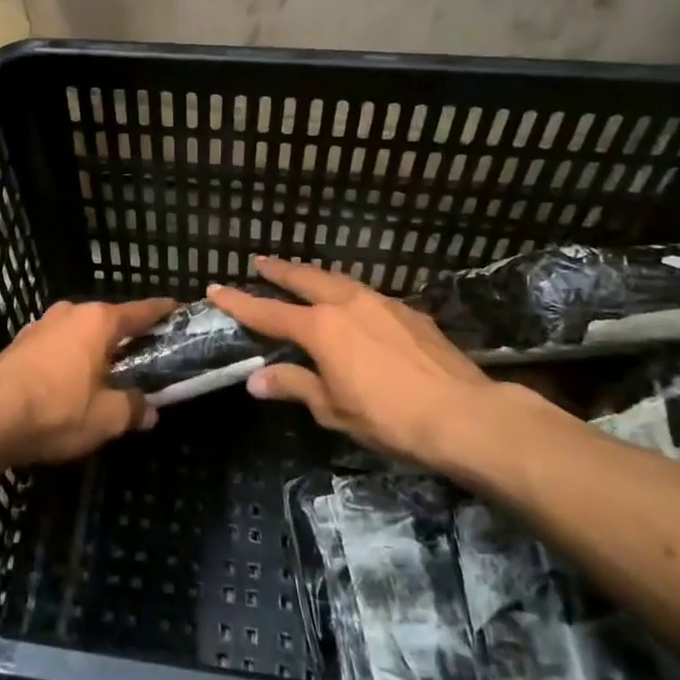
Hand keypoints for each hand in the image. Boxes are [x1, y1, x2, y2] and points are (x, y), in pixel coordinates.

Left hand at [0, 298, 175, 466]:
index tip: (179, 311)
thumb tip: (150, 411)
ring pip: (80, 334)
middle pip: (108, 322)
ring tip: (108, 376)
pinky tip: (70, 386)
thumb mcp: (106, 418)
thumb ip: (133, 409)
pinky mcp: (18, 345)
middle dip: (126, 339)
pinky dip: (70, 360)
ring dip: (95, 351)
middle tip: (145, 360)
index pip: (141, 311)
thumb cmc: (56, 411)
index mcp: (97, 321)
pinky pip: (57, 347)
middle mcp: (69, 313)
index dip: (163, 312)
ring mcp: (40, 326)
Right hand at [209, 257, 572, 483]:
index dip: (239, 302)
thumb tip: (256, 380)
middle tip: (260, 263)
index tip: (215, 288)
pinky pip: (366, 293)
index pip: (268, 312)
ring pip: (338, 279)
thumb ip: (294, 385)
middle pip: (304, 279)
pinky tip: (352, 303)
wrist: (464, 414)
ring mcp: (381, 302)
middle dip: (278, 270)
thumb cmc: (389, 417)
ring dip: (314, 275)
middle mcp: (346, 303)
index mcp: (320, 327)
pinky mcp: (409, 311)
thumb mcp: (333, 409)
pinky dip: (347, 291)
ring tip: (302, 275)